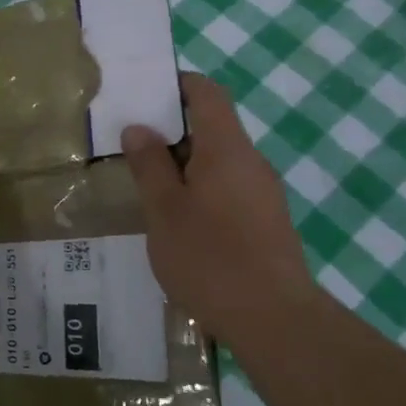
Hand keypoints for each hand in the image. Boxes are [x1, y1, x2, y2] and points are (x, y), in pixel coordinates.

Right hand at [122, 73, 319, 349]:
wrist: (274, 320)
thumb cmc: (210, 258)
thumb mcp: (164, 210)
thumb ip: (149, 165)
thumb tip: (139, 128)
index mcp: (227, 149)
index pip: (207, 93)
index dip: (177, 84)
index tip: (144, 95)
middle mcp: (251, 162)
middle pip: (213, 126)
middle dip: (172, 130)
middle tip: (131, 146)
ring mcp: (263, 193)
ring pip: (219, 161)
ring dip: (184, 164)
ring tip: (147, 186)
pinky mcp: (267, 222)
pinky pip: (229, 188)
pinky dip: (200, 189)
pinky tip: (178, 221)